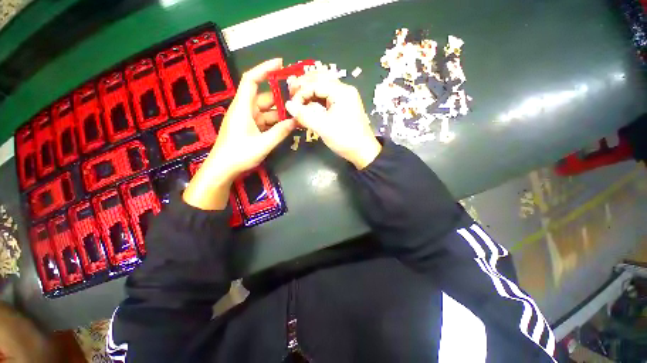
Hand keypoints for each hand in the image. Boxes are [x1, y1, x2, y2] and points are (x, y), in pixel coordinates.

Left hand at [183, 59, 296, 209]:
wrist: (223, 169)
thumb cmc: (239, 155)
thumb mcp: (263, 144)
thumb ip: (280, 132)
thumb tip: (295, 121)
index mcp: (243, 107)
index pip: (251, 80)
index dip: (265, 69)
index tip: (281, 64)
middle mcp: (244, 110)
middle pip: (263, 96)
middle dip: (280, 97)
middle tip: (298, 99)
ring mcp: (247, 120)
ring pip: (266, 110)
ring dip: (280, 113)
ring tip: (296, 115)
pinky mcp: (249, 128)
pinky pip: (265, 121)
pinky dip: (275, 123)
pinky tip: (287, 127)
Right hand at [286, 72, 380, 168]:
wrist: (363, 151)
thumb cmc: (345, 139)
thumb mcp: (323, 128)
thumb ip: (305, 115)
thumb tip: (288, 105)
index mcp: (342, 92)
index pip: (316, 83)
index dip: (301, 92)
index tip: (291, 104)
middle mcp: (344, 90)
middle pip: (321, 78)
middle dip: (304, 84)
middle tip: (290, 92)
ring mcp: (345, 97)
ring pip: (324, 86)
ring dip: (309, 89)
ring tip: (297, 95)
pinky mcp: (344, 106)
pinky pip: (327, 96)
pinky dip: (316, 98)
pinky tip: (309, 103)